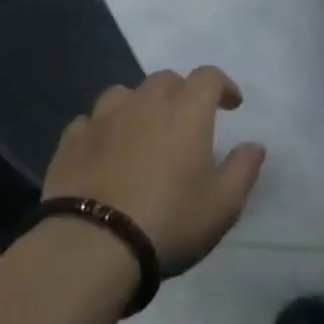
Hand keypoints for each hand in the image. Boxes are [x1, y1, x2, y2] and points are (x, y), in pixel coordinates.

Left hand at [42, 68, 265, 273]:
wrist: (91, 245)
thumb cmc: (170, 219)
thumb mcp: (224, 203)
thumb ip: (244, 169)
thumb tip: (254, 146)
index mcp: (186, 111)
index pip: (208, 77)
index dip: (223, 85)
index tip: (232, 105)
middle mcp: (144, 104)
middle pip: (165, 80)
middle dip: (182, 92)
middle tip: (188, 120)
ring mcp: (102, 120)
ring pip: (123, 95)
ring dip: (139, 105)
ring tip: (143, 131)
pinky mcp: (69, 143)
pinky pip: (89, 122)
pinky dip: (103, 130)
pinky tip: (105, 151)